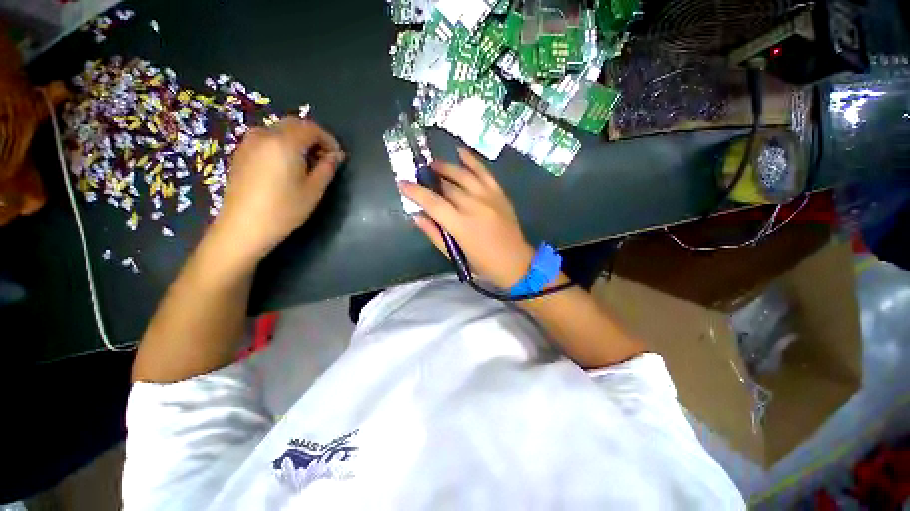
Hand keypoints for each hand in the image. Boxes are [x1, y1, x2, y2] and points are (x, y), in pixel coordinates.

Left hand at [212, 117, 344, 264]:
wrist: (243, 226)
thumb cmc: (284, 209)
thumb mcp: (314, 190)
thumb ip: (327, 168)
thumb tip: (336, 155)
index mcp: (284, 142)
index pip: (312, 128)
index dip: (329, 139)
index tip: (338, 156)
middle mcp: (265, 135)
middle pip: (294, 124)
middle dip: (314, 137)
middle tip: (325, 158)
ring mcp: (249, 142)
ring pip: (280, 130)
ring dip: (298, 140)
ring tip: (308, 163)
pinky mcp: (241, 153)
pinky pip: (267, 139)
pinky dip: (283, 145)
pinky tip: (288, 165)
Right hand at [400, 147, 534, 288]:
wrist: (516, 263)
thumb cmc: (483, 265)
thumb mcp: (455, 255)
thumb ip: (435, 234)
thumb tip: (417, 215)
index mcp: (461, 225)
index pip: (433, 202)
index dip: (415, 192)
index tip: (402, 183)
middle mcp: (474, 206)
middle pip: (447, 186)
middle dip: (430, 180)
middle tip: (420, 177)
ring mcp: (488, 197)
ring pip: (463, 175)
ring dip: (446, 167)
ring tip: (434, 164)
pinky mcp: (499, 193)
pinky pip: (484, 172)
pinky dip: (472, 160)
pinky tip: (460, 151)